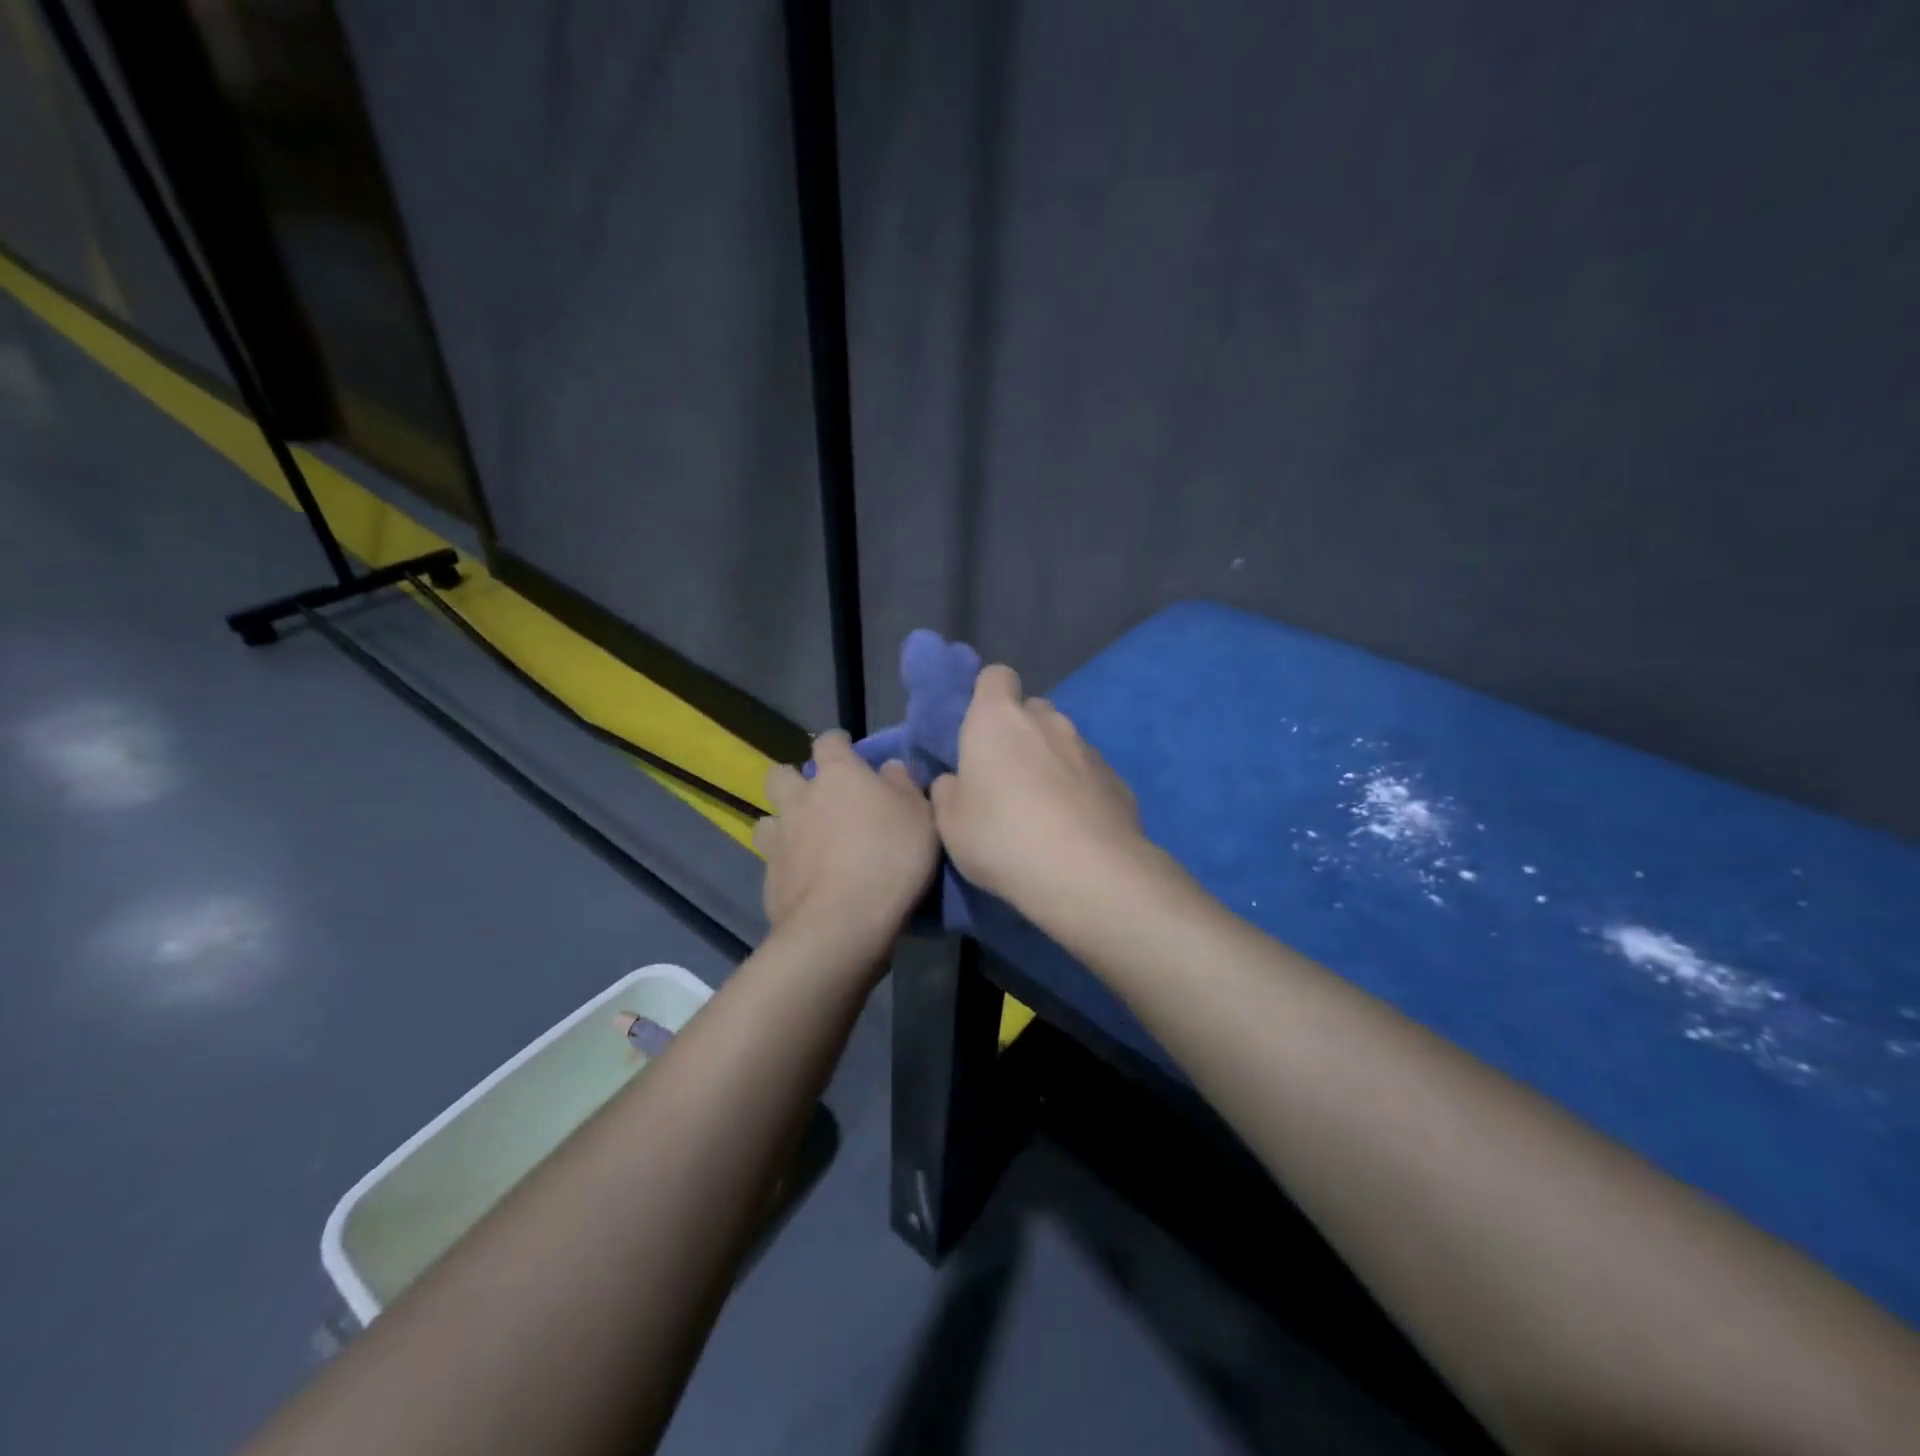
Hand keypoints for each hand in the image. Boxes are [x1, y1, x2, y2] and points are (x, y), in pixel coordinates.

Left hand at [753, 730, 938, 959]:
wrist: (842, 923)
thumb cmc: (890, 858)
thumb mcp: (921, 816)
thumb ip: (904, 785)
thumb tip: (889, 768)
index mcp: (838, 775)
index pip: (828, 742)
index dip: (837, 744)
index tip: (848, 751)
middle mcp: (800, 799)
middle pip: (781, 775)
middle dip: (794, 781)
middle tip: (817, 799)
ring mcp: (778, 840)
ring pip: (767, 819)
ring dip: (782, 825)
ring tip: (804, 843)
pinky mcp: (768, 879)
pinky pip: (772, 862)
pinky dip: (786, 866)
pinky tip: (805, 882)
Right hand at [930, 665, 1144, 913]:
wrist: (1087, 872)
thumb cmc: (1002, 838)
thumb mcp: (950, 824)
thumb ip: (947, 792)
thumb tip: (954, 781)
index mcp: (997, 720)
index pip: (995, 676)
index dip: (986, 695)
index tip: (978, 728)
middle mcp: (1047, 721)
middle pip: (1031, 710)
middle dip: (1019, 733)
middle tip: (1005, 776)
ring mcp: (1088, 748)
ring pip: (1063, 743)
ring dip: (1051, 763)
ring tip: (1043, 810)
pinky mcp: (1118, 779)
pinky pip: (1089, 774)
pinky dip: (1079, 790)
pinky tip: (1074, 828)